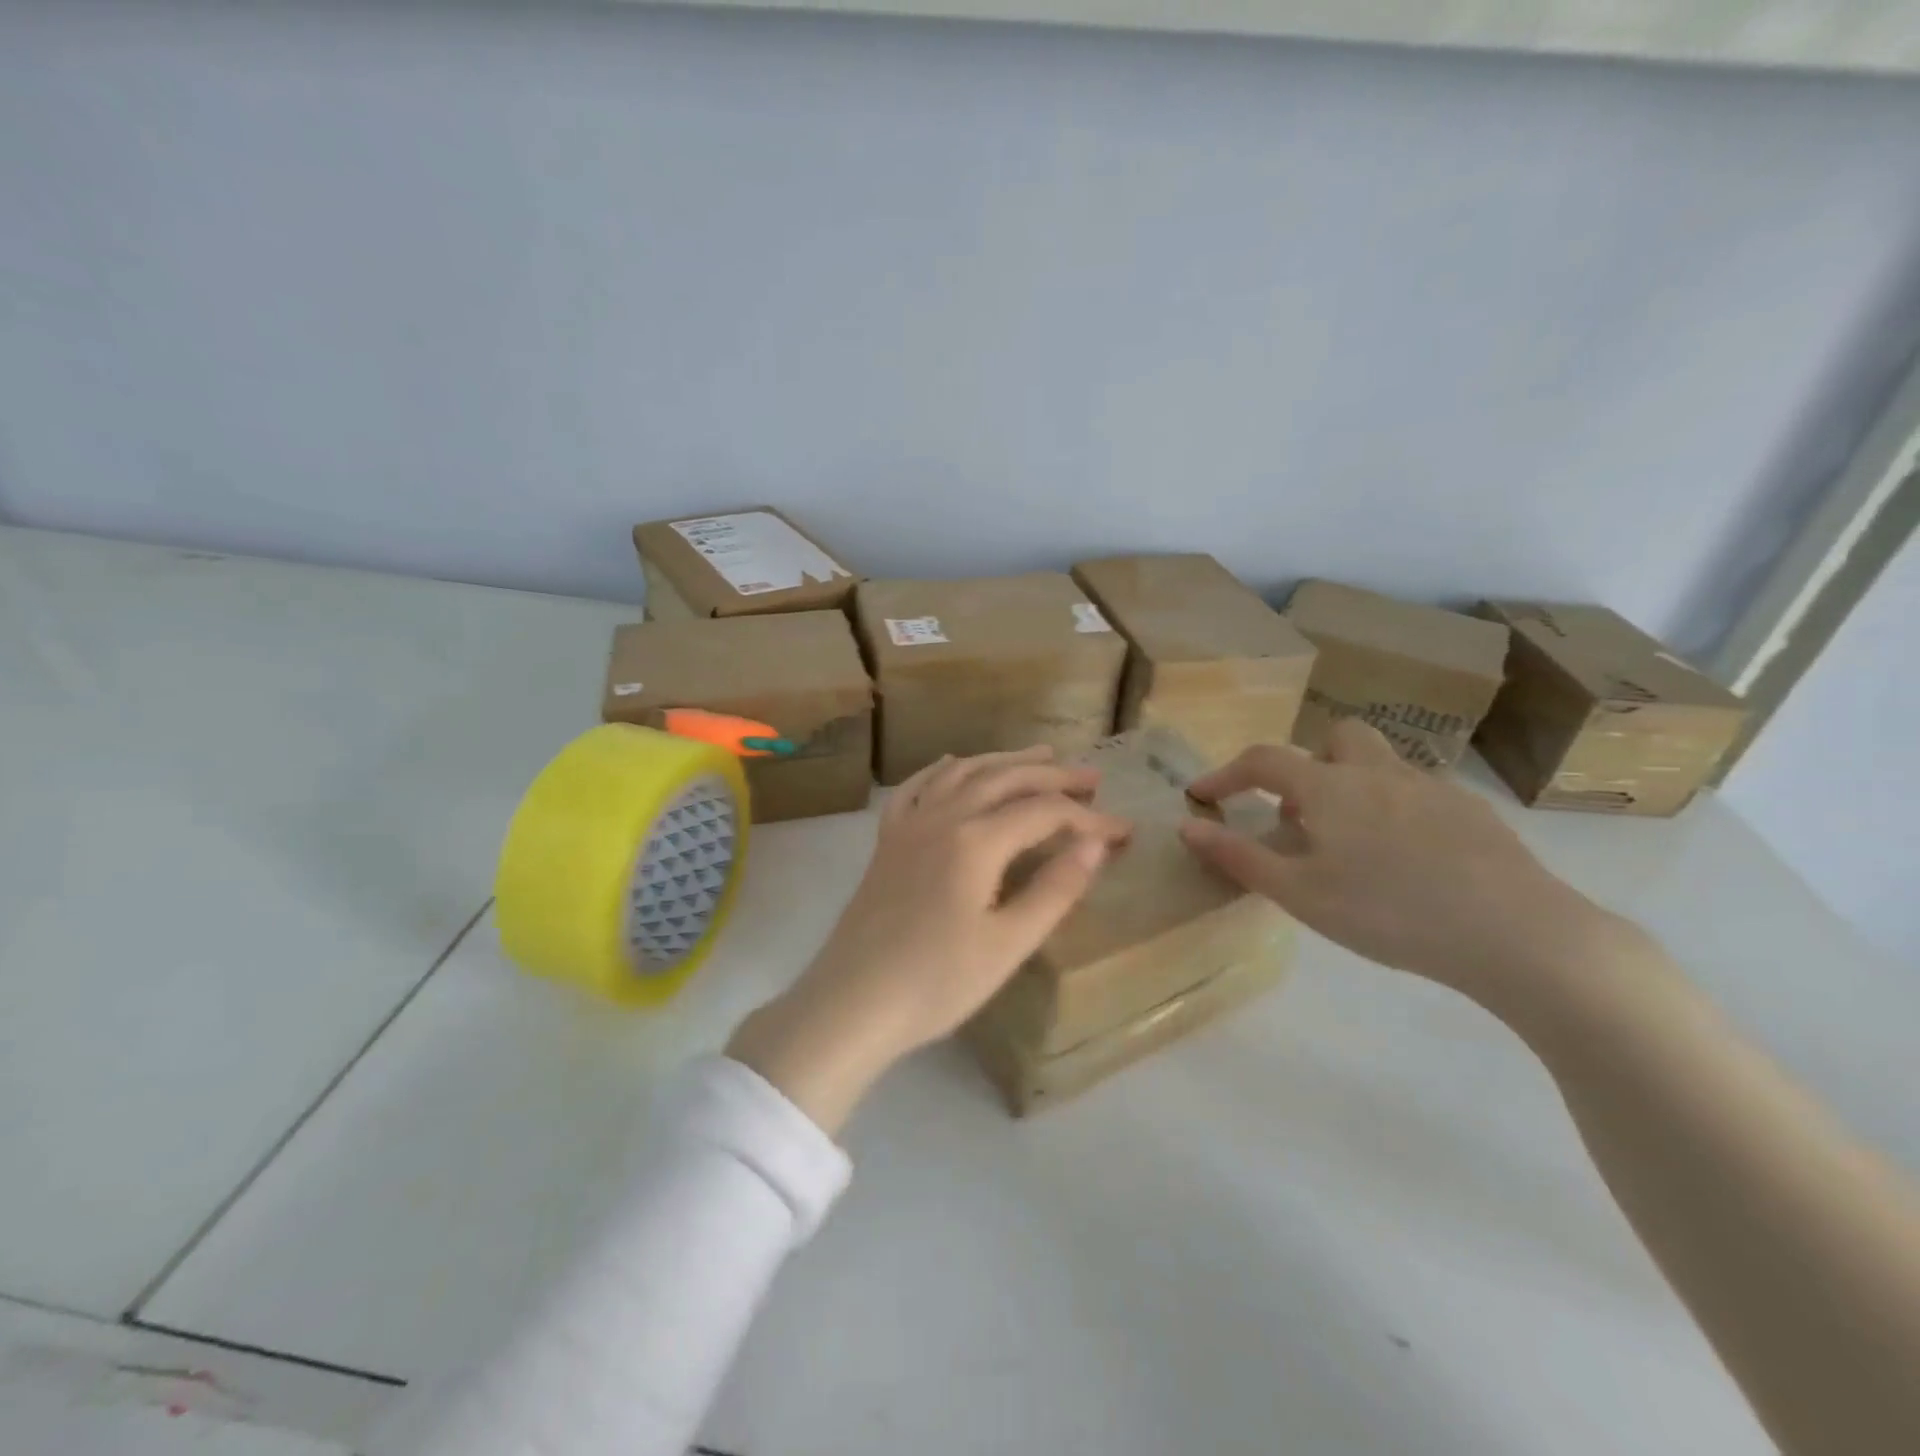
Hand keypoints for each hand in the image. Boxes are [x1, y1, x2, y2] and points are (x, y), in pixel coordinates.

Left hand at [728, 746, 1131, 1133]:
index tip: (1123, 832)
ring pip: (962, 773)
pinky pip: (915, 788)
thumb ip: (1055, 891)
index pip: (1044, 813)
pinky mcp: (887, 841)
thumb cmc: (936, 983)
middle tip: (1091, 779)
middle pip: (1005, 779)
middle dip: (1052, 775)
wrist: (852, 1002)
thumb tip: (1095, 846)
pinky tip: (953, 764)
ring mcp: (909, 825)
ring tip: (1038, 755)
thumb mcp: (1008, 945)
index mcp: (976, 842)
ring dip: (1004, 760)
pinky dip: (941, 770)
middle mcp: (942, 818)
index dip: (1089, 820)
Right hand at [1179, 719, 1646, 1018]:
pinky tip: (1409, 862)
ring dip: (1355, 785)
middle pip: (1336, 736)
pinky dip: (1397, 810)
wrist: (1516, 933)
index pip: (1263, 760)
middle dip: (1310, 762)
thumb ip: (1239, 856)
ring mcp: (1431, 788)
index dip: (1226, 772)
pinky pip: (1419, 793)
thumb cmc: (1388, 912)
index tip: (1203, 794)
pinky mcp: (1473, 812)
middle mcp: (1378, 772)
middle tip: (1302, 813)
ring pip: (1382, 764)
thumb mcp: (1300, 894)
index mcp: (1330, 787)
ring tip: (1353, 843)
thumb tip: (1187, 825)